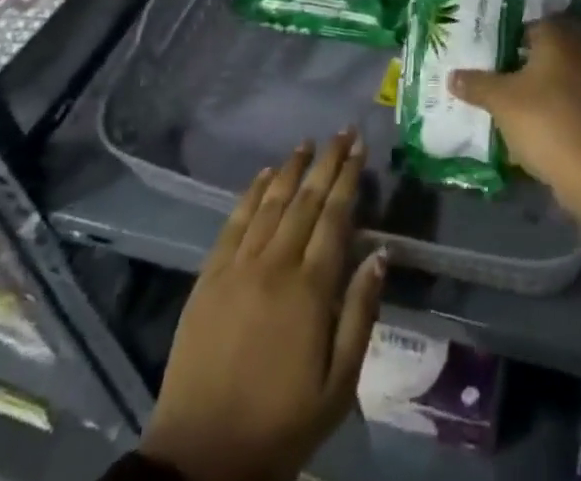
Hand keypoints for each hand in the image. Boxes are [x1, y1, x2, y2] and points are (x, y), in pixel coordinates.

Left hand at [139, 133, 386, 480]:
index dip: (348, 178)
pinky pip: (233, 223)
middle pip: (306, 200)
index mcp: (310, 289)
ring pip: (270, 203)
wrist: (200, 459)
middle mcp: (275, 265)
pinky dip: (251, 194)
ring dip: (290, 168)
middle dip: (327, 161)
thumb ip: (360, 314)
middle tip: (342, 131)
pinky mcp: (209, 278)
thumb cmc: (279, 426)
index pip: (335, 217)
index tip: (360, 148)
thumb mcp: (337, 387)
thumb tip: (381, 253)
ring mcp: (238, 267)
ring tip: (307, 143)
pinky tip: (263, 175)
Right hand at [450, 18, 580, 230]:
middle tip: (500, 73)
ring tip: (516, 102)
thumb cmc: (545, 122)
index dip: (514, 34)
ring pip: (563, 77)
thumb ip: (477, 85)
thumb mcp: (501, 102)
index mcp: (559, 42)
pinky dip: (558, 108)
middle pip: (550, 51)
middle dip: (527, 61)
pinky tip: (540, 124)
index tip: (495, 49)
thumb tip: (452, 75)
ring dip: (543, 86)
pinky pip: (574, 102)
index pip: (535, 24)